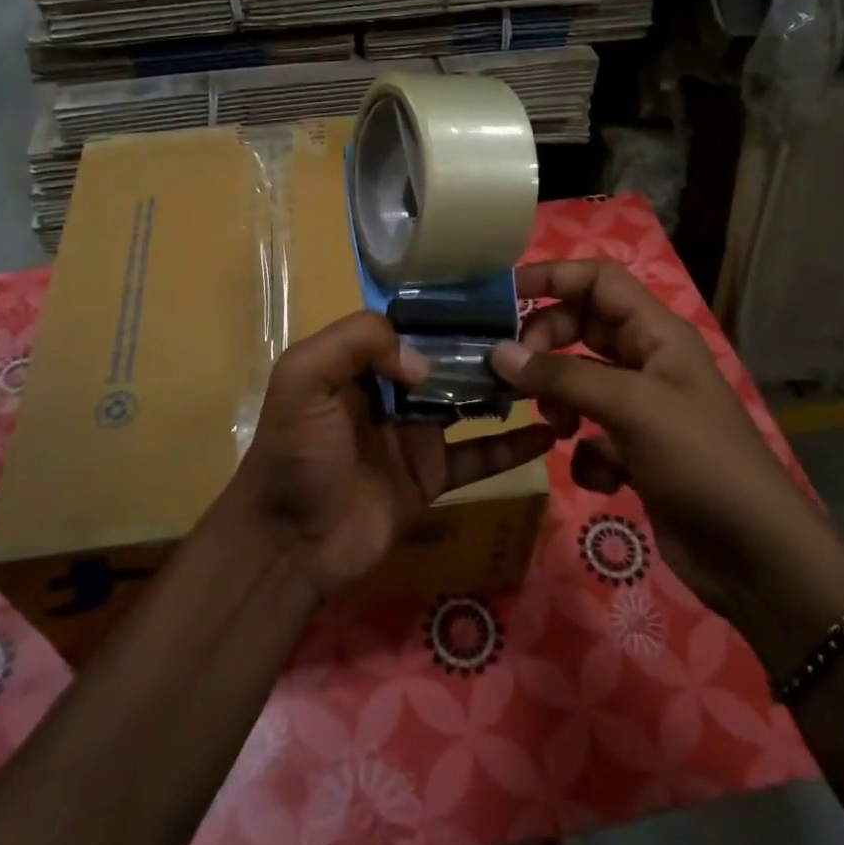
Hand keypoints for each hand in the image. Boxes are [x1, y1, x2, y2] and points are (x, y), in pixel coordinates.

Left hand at [226, 311, 554, 598]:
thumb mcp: (304, 377)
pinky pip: (479, 457)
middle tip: (538, 337)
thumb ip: (356, 342)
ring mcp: (415, 434)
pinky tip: (547, 434)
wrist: (290, 542)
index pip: (411, 326)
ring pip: (468, 403)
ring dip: (505, 391)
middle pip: (446, 361)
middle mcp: (391, 391)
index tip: (494, 302)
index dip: (447, 313)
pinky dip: (512, 447)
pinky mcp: (432, 475)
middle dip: (485, 348)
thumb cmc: (295, 452)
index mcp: (360, 362)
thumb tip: (425, 360)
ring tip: (553, 374)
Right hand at [490, 261, 843, 669]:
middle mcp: (647, 362)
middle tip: (517, 372)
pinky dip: (585, 451)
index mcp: (657, 334)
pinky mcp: (633, 452)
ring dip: (559, 400)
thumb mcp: (631, 407)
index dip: (553, 276)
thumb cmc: (700, 461)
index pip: (599, 280)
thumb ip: (561, 377)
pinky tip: (601, 476)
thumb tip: (497, 352)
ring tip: (557, 427)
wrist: (754, 556)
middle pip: (581, 328)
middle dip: (546, 345)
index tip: (504, 293)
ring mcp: (640, 409)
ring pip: (578, 382)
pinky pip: (590, 433)